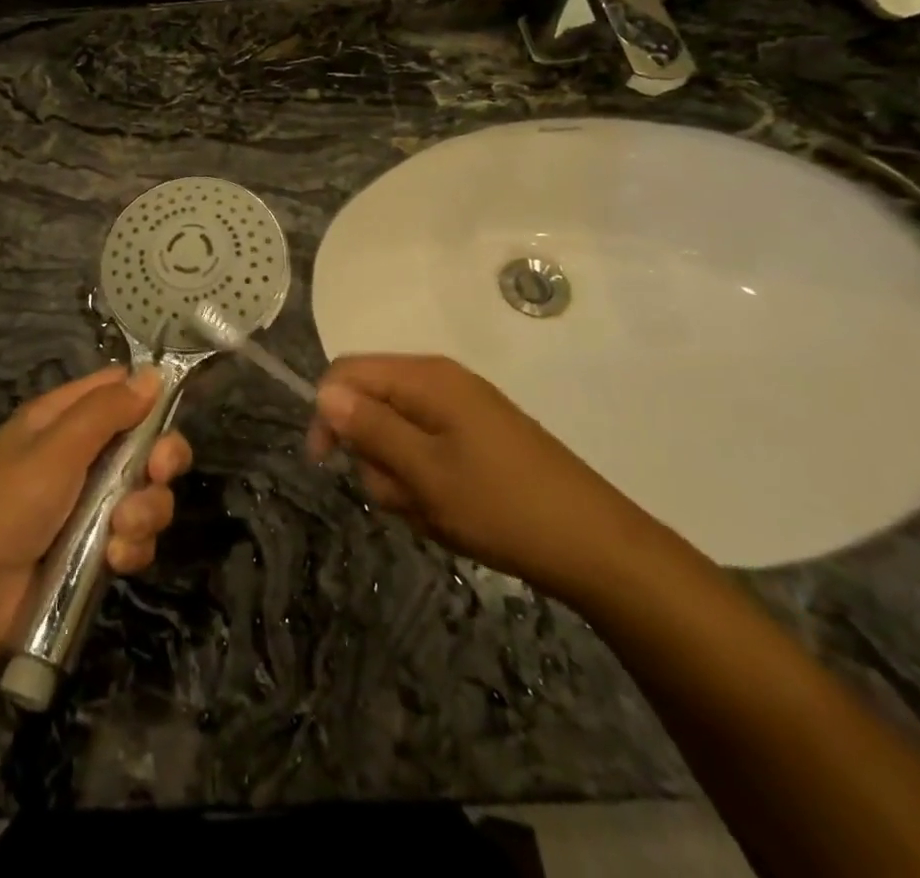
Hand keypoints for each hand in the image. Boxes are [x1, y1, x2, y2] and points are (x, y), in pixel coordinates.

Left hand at [0, 365, 189, 642]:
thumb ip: (106, 410)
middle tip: (157, 474)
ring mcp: (88, 504)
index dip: (146, 397)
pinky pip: (135, 535)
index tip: (170, 415)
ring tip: (121, 530)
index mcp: (59, 420)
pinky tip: (115, 559)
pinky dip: (133, 546)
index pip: (115, 389)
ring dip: (146, 510)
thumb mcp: (56, 450)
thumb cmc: (7, 508)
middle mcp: (77, 455)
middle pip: (143, 442)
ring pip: (145, 491)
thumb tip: (153, 374)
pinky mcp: (95, 548)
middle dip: (159, 459)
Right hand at [309, 355, 658, 603]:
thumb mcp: (424, 472)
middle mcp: (440, 381)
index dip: (327, 412)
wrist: (596, 547)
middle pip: (371, 403)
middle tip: (403, 496)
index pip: (347, 372)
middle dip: (373, 454)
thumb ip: (370, 428)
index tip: (326, 463)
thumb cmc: (502, 507)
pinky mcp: (476, 437)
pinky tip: (449, 512)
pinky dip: (425, 482)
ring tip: (433, 511)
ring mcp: (461, 410)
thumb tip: (323, 392)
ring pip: (396, 434)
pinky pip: (426, 450)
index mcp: (426, 377)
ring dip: (400, 477)